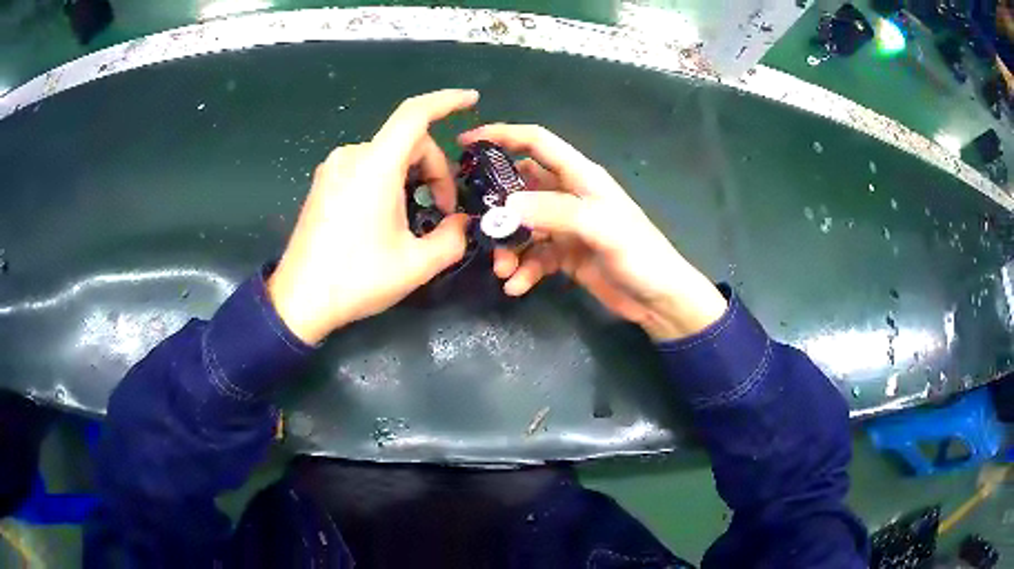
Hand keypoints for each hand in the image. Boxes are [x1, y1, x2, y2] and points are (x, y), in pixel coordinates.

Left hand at [268, 90, 478, 343]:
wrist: (299, 300)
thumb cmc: (356, 280)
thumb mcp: (416, 265)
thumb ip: (453, 238)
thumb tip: (464, 223)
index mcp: (375, 167)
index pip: (415, 114)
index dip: (447, 101)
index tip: (472, 100)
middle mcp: (352, 156)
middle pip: (408, 141)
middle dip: (435, 169)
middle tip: (444, 211)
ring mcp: (333, 168)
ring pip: (388, 155)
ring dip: (413, 176)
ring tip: (417, 216)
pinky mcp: (324, 182)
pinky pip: (367, 166)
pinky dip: (389, 180)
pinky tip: (391, 213)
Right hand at [458, 124, 726, 340]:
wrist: (660, 299)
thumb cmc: (640, 255)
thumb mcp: (601, 227)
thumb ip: (555, 211)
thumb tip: (506, 205)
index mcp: (581, 177)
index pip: (537, 143)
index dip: (503, 135)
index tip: (466, 141)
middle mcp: (570, 196)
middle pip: (521, 187)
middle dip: (497, 205)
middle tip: (475, 223)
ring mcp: (566, 227)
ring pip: (523, 226)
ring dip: (509, 246)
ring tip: (503, 270)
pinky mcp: (565, 255)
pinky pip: (534, 256)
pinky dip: (523, 270)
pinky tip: (517, 287)